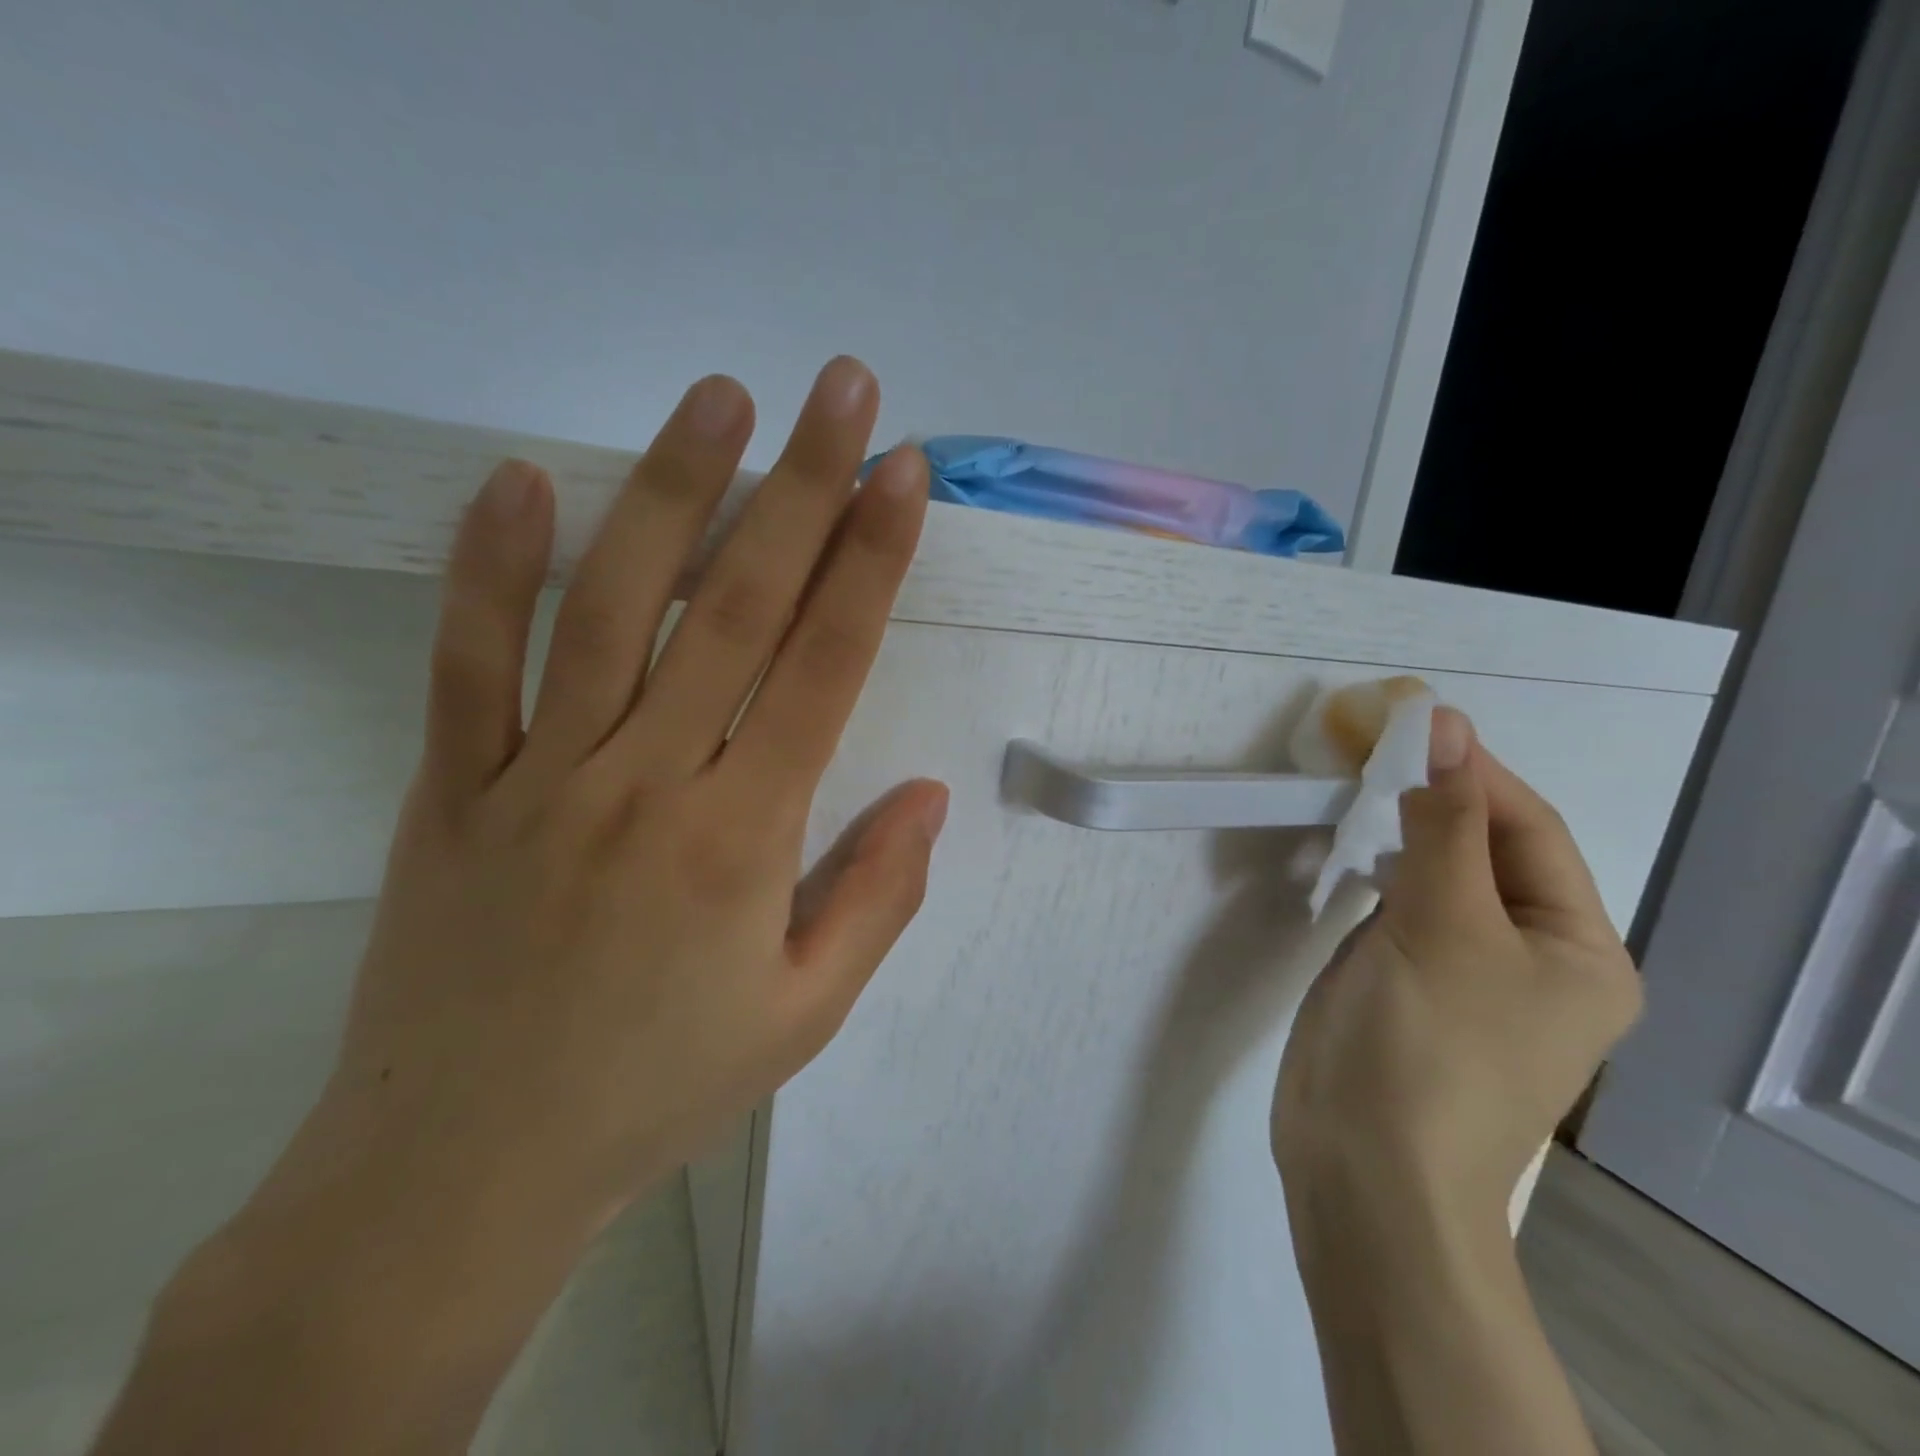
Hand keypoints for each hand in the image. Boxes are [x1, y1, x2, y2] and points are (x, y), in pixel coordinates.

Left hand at [93, 359, 947, 1455]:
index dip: (872, 561)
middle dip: (804, 487)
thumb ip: (876, 895)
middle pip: (738, 605)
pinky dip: (487, 568)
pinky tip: (514, 482)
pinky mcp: (454, 789)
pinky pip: (468, 662)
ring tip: (719, 398)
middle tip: (843, 390)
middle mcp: (648, 780)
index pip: (824, 664)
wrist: (466, 1169)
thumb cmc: (660, 1090)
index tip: (903, 476)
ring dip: (670, 490)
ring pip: (613, 606)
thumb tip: (929, 793)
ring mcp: (541, 775)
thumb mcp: (804, 1014)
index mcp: (744, 836)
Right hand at [1272, 707, 1642, 1229]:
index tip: (1408, 720)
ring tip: (1355, 783)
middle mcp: (1533, 956)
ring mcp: (1465, 972)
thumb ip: (1443, 823)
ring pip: (1438, 875)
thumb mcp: (1444, 925)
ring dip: (1402, 828)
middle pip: (1486, 850)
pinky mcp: (1408, 982)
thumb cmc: (1425, 1046)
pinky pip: (1402, 905)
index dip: (1473, 771)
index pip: (1529, 831)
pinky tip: (1348, 848)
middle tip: (1369, 746)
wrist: (1363, 1166)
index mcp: (1579, 950)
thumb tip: (1444, 725)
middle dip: (1433, 796)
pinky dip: (1378, 867)